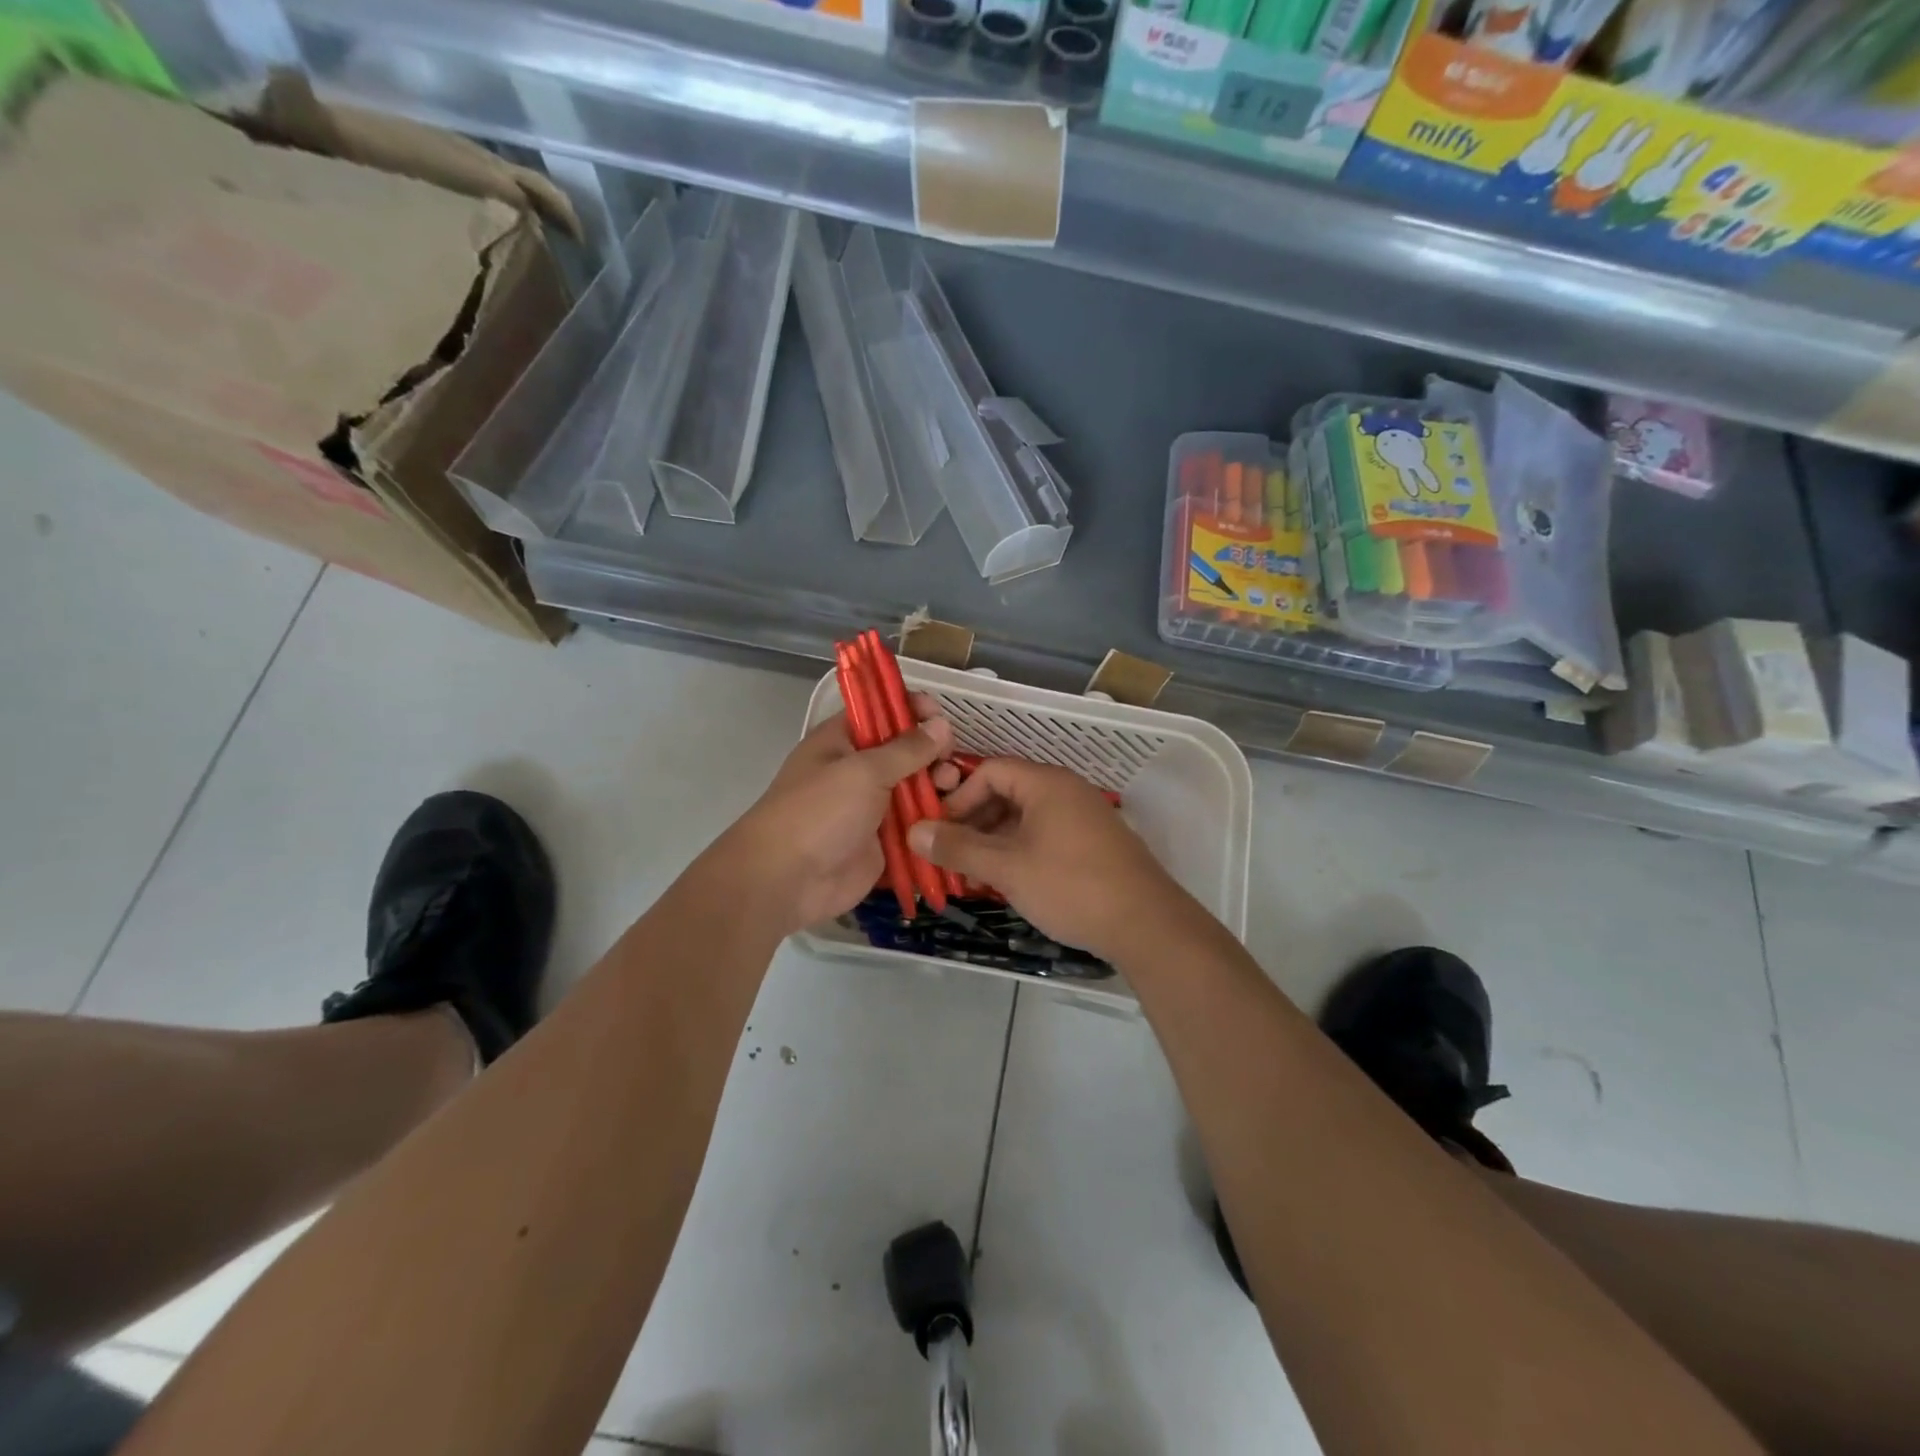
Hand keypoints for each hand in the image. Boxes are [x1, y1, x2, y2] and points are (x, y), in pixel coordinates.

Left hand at [726, 701, 952, 936]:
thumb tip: (940, 724)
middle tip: (949, 762)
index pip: (880, 713)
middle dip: (931, 753)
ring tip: (952, 789)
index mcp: (842, 742)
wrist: (787, 880)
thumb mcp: (864, 771)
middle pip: (904, 753)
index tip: (940, 714)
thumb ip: (906, 749)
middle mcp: (858, 771)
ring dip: (937, 788)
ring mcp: (871, 809)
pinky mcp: (884, 843)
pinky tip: (958, 818)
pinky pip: (916, 827)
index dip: (909, 709)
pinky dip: (935, 822)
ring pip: (914, 791)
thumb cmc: (819, 812)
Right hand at [907, 758, 1184, 961]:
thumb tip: (913, 831)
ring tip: (974, 877)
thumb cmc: (1071, 886)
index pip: (989, 771)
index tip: (939, 831)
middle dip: (973, 824)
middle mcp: (1066, 791)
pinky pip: (1045, 837)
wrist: (1146, 925)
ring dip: (994, 843)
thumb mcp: (1007, 868)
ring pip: (1024, 819)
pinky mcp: (1093, 844)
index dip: (958, 797)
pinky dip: (1019, 853)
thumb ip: (959, 848)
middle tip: (950, 858)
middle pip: (1006, 793)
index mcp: (1046, 783)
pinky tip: (1008, 884)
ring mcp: (1083, 818)